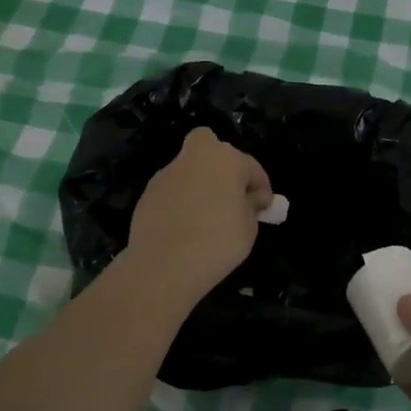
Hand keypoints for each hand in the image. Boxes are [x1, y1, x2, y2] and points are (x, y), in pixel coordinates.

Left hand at [125, 128, 272, 304]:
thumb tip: (250, 198)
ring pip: (188, 169)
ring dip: (199, 184)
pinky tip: (184, 227)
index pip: (251, 167)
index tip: (263, 207)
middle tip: (229, 192)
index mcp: (225, 159)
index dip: (261, 187)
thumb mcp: (249, 227)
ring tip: (205, 217)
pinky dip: (180, 201)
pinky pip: (172, 191)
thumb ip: (251, 206)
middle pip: (209, 147)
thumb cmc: (219, 241)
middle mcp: (194, 157)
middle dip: (221, 164)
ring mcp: (166, 174)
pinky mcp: (147, 194)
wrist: (165, 263)